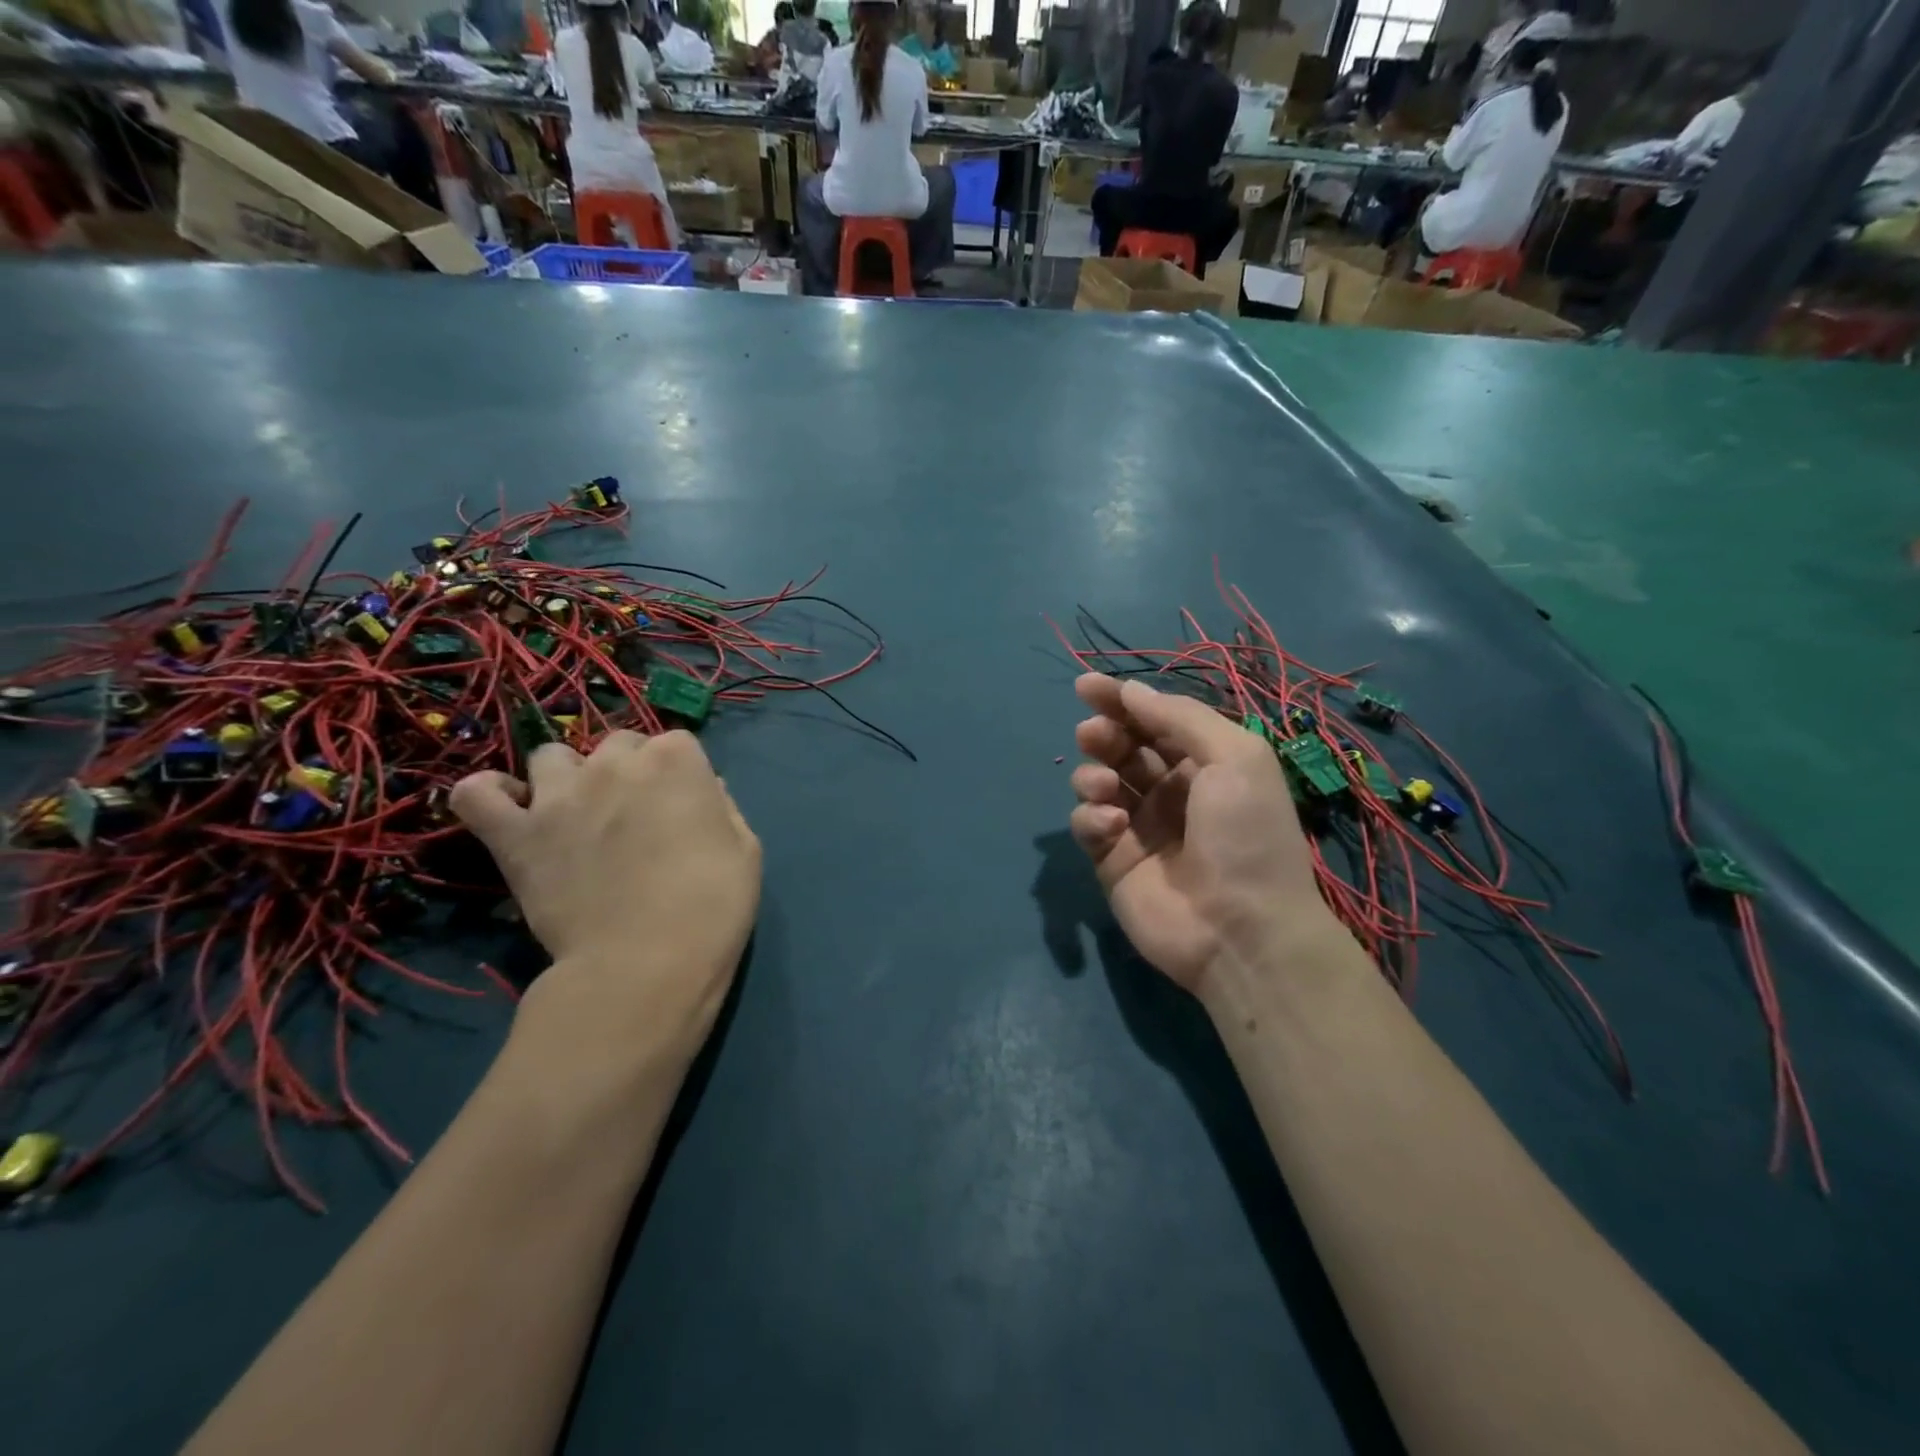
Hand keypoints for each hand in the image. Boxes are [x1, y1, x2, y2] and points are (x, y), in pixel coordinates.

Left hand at [451, 731, 760, 1080]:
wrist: (647, 963)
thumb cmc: (712, 905)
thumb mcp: (745, 849)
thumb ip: (722, 807)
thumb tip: (703, 789)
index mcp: (675, 761)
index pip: (676, 743)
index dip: (680, 774)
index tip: (684, 806)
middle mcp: (614, 764)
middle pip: (618, 744)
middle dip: (628, 769)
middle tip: (636, 815)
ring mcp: (558, 795)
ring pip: (551, 757)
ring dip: (566, 776)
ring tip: (576, 813)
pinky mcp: (516, 834)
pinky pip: (477, 794)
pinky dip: (488, 795)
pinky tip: (509, 811)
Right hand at [1068, 674, 1334, 994]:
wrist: (1241, 931)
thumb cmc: (1247, 836)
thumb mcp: (1234, 758)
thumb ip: (1180, 717)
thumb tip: (1131, 690)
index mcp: (1204, 763)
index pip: (1154, 720)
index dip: (1120, 700)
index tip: (1085, 685)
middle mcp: (1170, 790)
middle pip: (1121, 746)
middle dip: (1103, 733)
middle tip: (1093, 734)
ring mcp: (1139, 825)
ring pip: (1097, 780)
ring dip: (1093, 774)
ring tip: (1105, 787)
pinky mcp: (1113, 859)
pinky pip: (1087, 823)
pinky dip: (1091, 817)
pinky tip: (1112, 829)